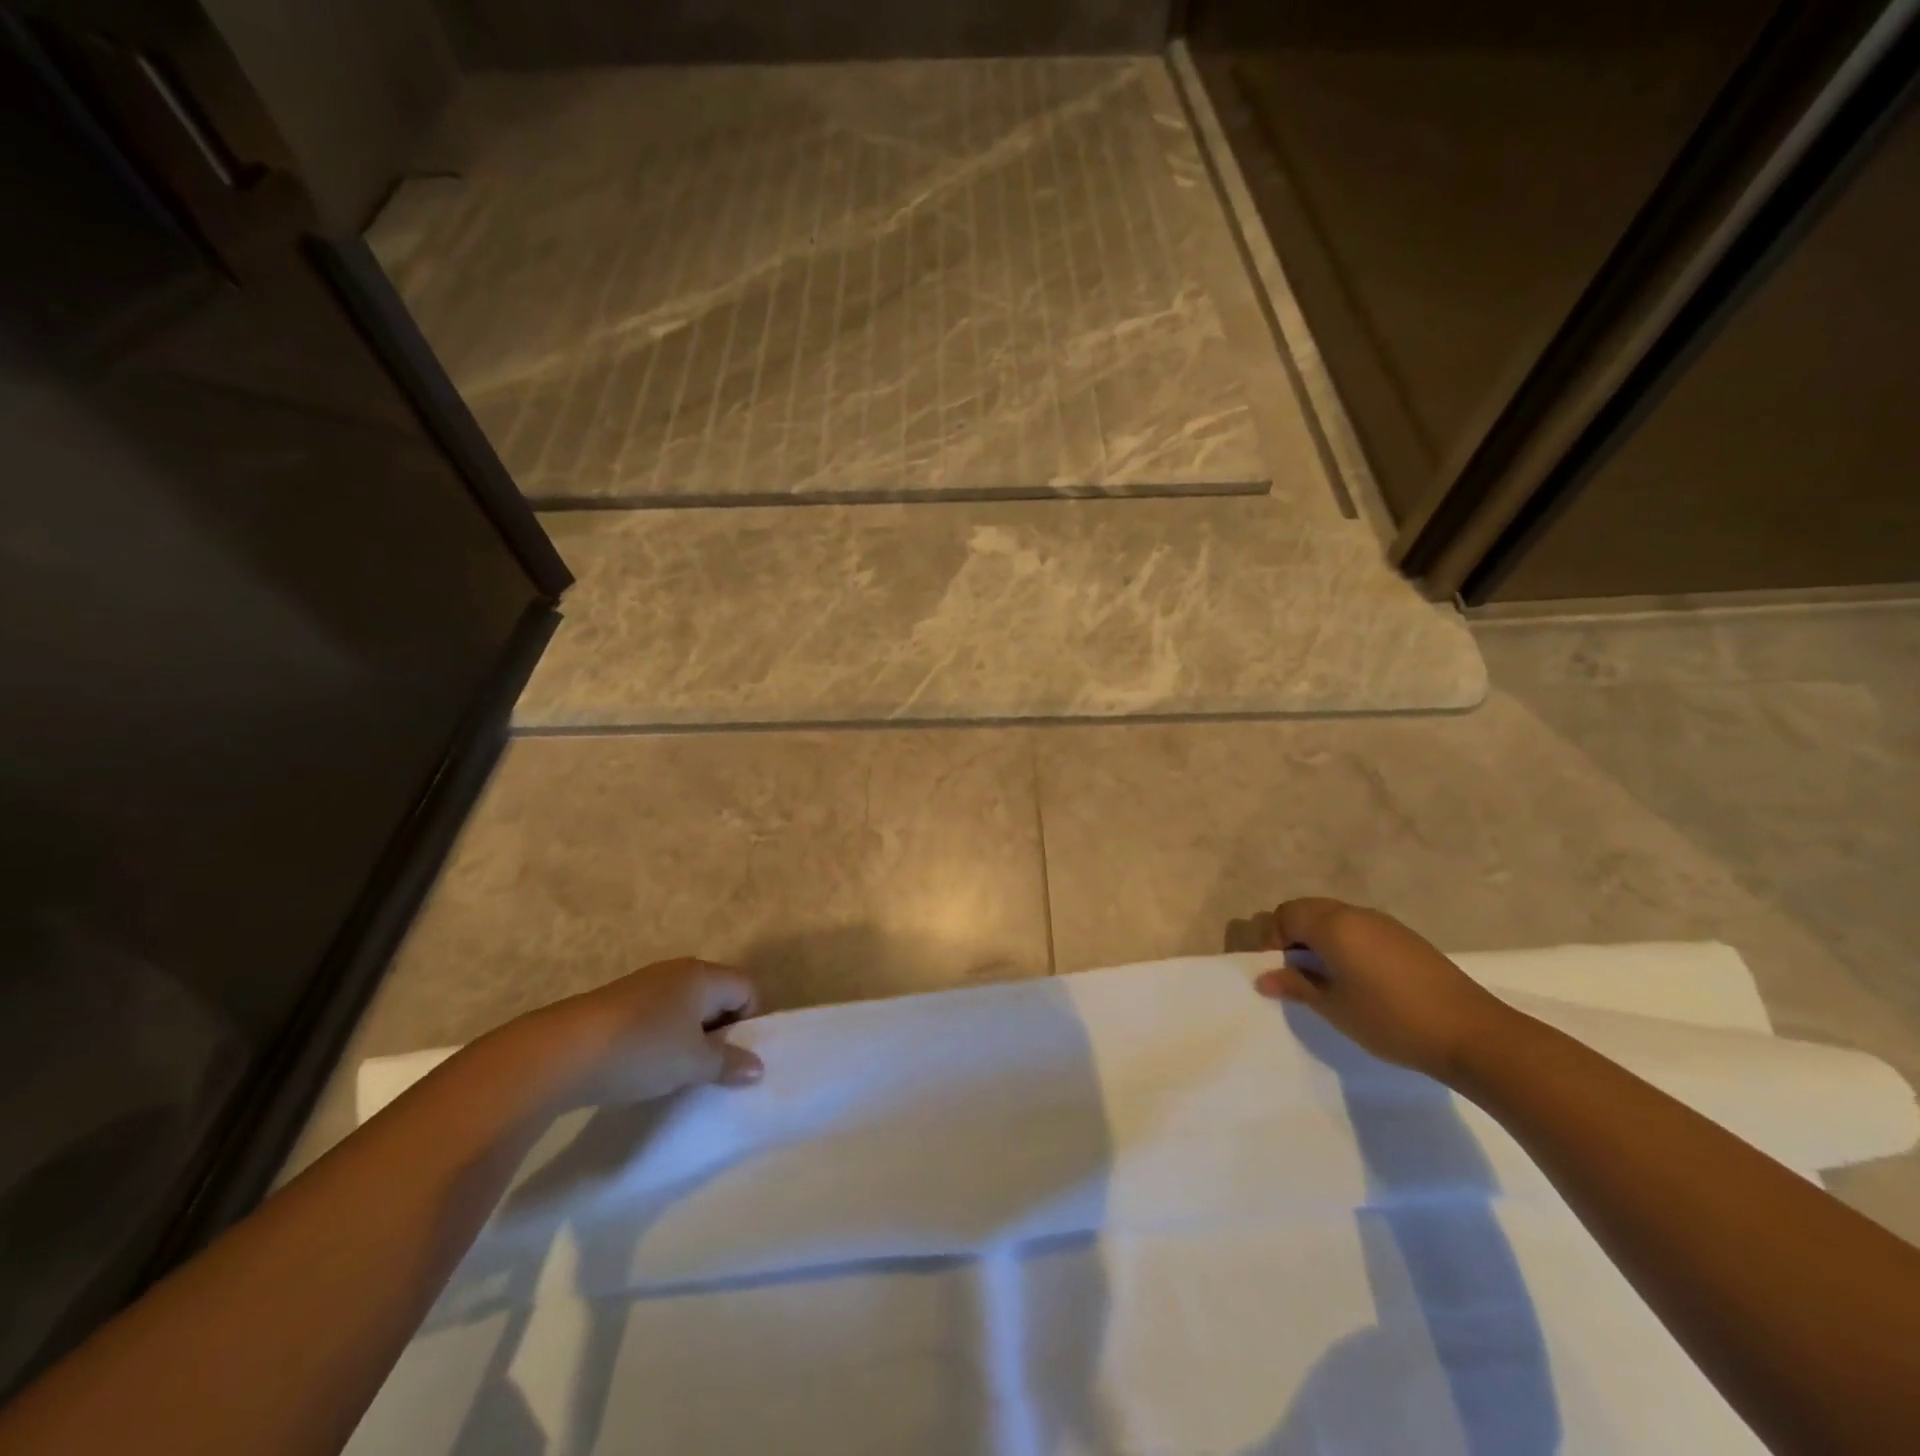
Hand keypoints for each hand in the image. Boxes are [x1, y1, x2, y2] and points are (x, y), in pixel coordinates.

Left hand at [505, 957, 763, 1108]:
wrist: (559, 1053)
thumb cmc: (642, 1050)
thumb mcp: (692, 1064)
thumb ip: (729, 1063)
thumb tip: (758, 1068)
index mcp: (703, 975)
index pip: (747, 988)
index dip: (749, 1021)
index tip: (733, 1056)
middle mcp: (678, 970)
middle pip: (717, 994)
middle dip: (720, 1029)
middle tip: (708, 1066)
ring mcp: (645, 983)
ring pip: (685, 1006)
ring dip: (689, 1035)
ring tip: (675, 1070)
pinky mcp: (617, 1001)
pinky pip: (657, 1013)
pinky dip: (661, 1036)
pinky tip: (643, 1064)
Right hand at [1254, 898, 1514, 1082]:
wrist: (1471, 1033)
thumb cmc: (1390, 1020)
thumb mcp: (1334, 1008)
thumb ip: (1296, 986)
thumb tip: (1264, 978)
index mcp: (1332, 925)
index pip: (1285, 915)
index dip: (1272, 940)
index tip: (1275, 972)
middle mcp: (1355, 913)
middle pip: (1308, 910)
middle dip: (1292, 935)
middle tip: (1295, 972)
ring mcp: (1384, 923)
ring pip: (1335, 917)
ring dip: (1319, 938)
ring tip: (1325, 977)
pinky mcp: (1405, 938)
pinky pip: (1359, 928)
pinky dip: (1345, 942)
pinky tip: (1358, 977)